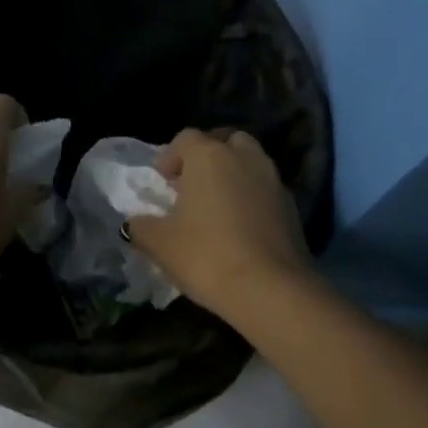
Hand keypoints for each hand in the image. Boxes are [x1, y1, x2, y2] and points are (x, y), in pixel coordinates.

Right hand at [127, 128, 313, 318]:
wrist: (270, 288)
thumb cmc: (206, 256)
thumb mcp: (160, 244)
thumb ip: (141, 226)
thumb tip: (135, 223)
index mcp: (209, 156)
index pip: (186, 138)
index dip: (170, 157)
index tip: (162, 182)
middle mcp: (245, 157)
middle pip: (224, 142)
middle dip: (207, 158)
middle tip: (192, 187)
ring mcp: (273, 180)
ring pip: (249, 163)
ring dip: (232, 177)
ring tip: (217, 208)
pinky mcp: (292, 206)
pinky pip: (265, 190)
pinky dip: (251, 199)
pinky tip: (240, 228)